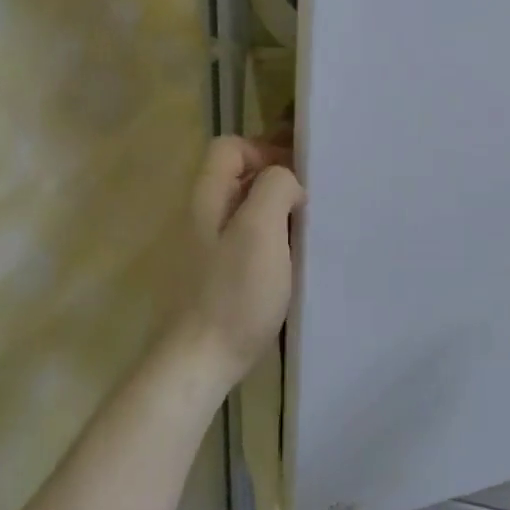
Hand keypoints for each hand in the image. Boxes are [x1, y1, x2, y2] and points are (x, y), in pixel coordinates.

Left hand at [176, 136, 305, 388]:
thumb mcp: (261, 230)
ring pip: (246, 211)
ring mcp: (207, 249)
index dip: (264, 150)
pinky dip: (272, 241)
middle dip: (277, 182)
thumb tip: (286, 182)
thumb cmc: (234, 293)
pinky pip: (248, 242)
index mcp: (207, 197)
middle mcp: (202, 216)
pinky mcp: (217, 277)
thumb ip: (275, 188)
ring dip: (277, 213)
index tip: (297, 177)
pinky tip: (292, 263)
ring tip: (308, 233)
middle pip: (239, 177)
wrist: (200, 362)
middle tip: (309, 204)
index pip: (230, 147)